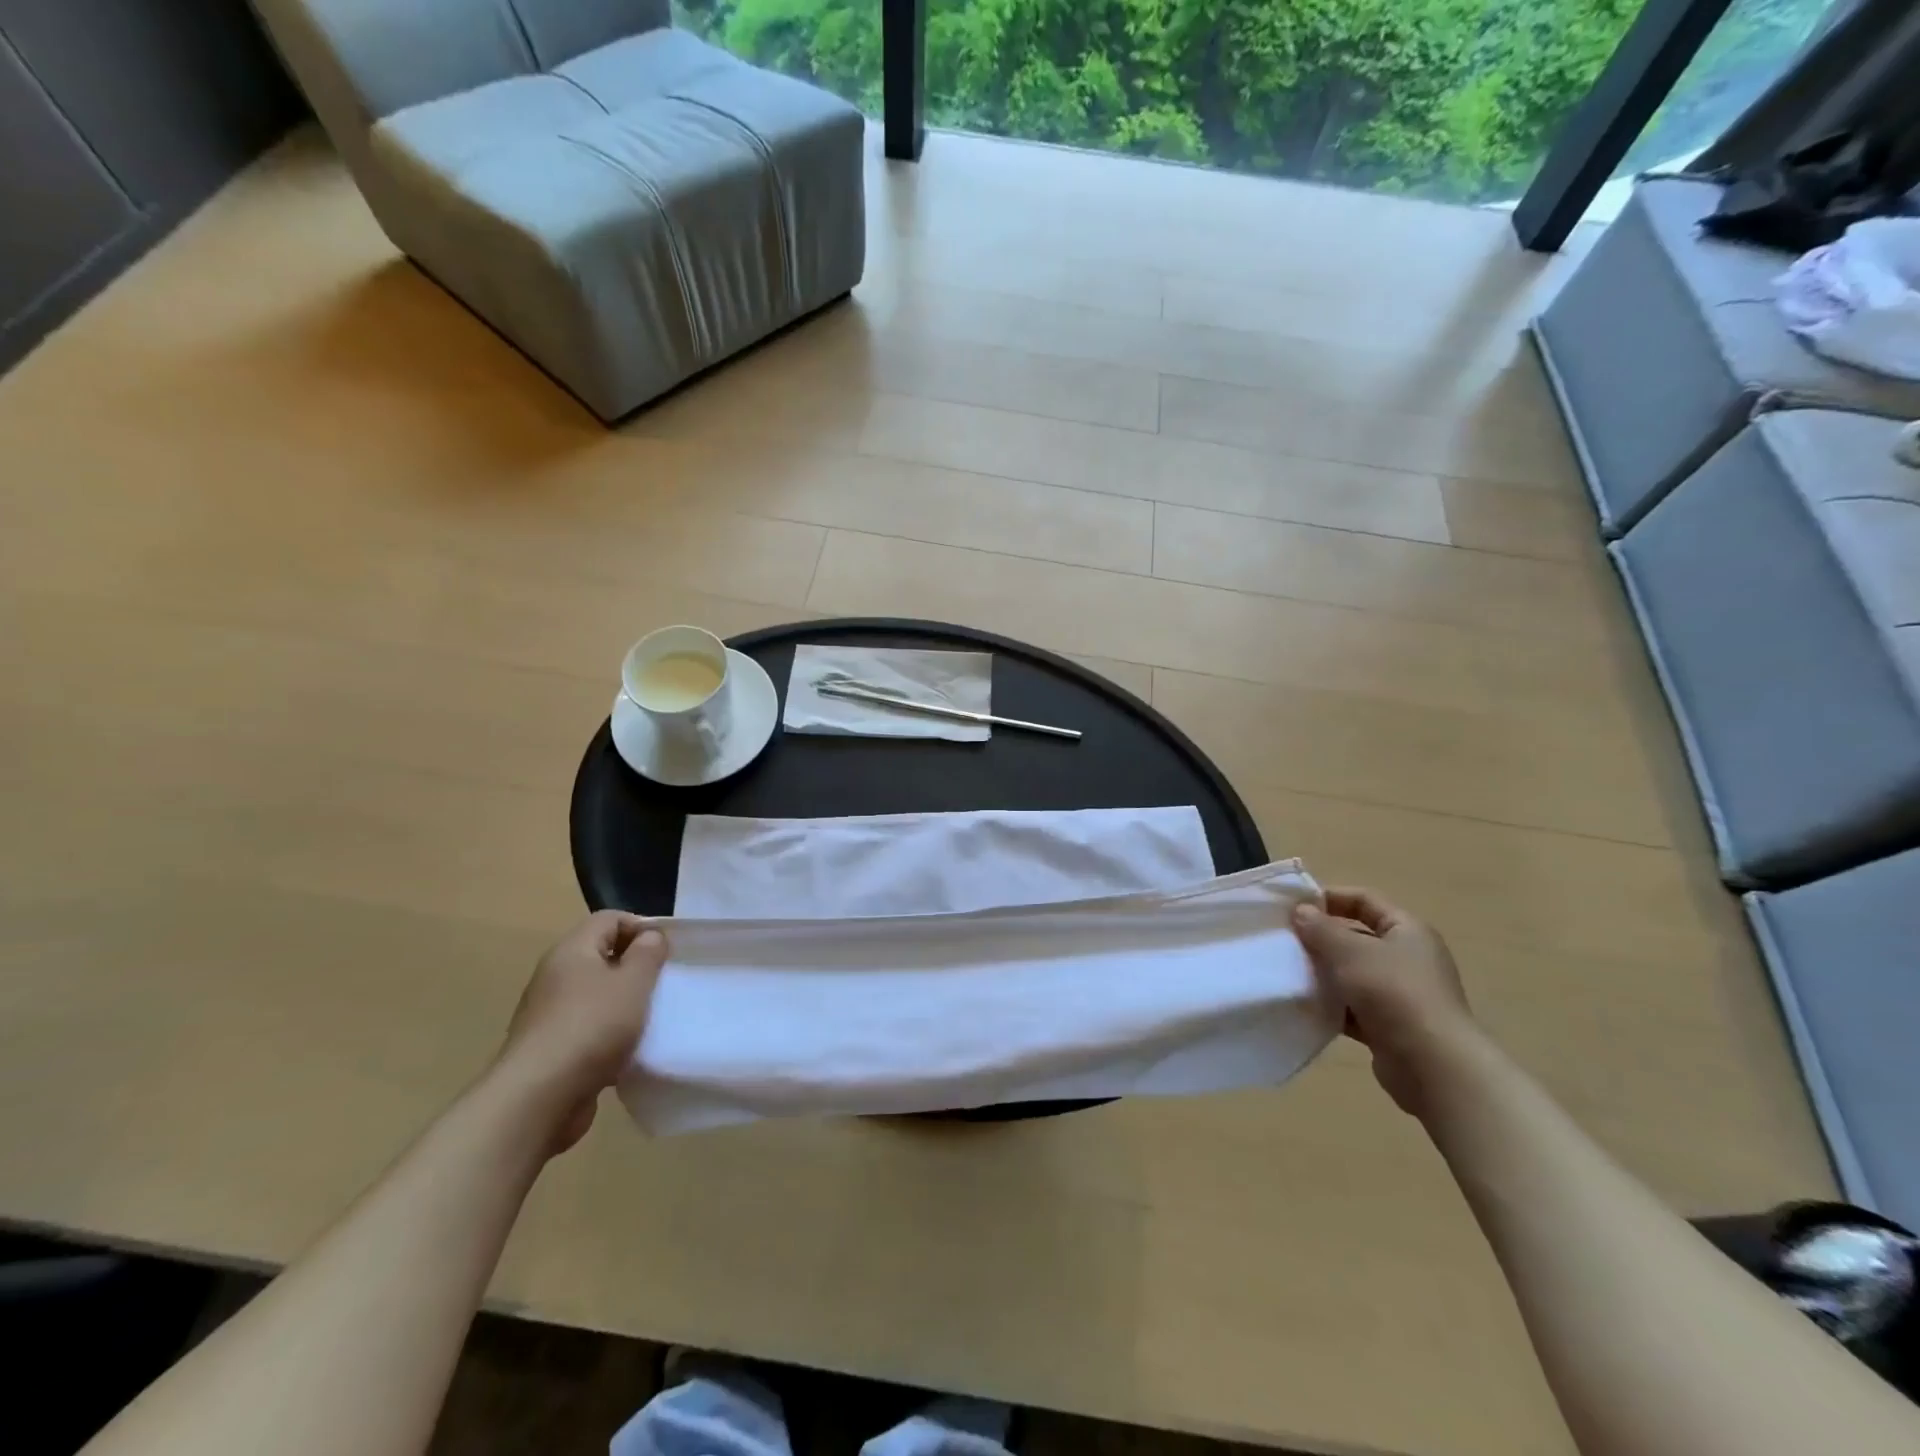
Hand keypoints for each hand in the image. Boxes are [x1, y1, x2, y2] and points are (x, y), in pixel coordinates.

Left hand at [497, 911, 668, 1154]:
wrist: (538, 1098)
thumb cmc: (592, 1027)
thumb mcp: (634, 982)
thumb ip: (648, 954)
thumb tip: (650, 936)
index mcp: (572, 950)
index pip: (610, 918)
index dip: (641, 927)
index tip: (667, 951)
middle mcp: (555, 975)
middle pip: (601, 955)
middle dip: (635, 966)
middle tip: (662, 984)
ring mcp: (548, 1013)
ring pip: (596, 994)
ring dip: (623, 1002)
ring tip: (650, 1018)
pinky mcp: (549, 1047)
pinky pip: (587, 1026)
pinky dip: (609, 1033)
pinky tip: (627, 1050)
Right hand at [1292, 887, 1471, 1117]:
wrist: (1432, 1066)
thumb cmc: (1394, 992)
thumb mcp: (1351, 951)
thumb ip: (1321, 928)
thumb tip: (1301, 911)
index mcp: (1408, 931)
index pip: (1365, 900)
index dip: (1330, 898)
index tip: (1293, 906)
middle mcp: (1408, 958)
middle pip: (1358, 937)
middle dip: (1321, 938)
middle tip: (1285, 941)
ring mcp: (1401, 995)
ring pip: (1353, 974)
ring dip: (1324, 973)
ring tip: (1289, 972)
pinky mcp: (1391, 1026)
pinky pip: (1354, 1007)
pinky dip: (1332, 1005)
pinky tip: (1305, 1006)